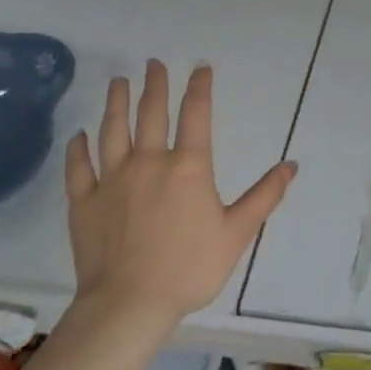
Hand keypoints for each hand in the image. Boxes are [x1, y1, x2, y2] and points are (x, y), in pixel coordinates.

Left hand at [62, 60, 295, 330]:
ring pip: (112, 130)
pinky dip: (78, 149)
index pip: (195, 113)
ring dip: (116, 103)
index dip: (199, 86)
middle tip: (153, 63)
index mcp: (188, 166)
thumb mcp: (237, 232)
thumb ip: (264, 196)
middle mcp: (149, 161)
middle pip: (151, 113)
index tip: (200, 66)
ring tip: (118, 82)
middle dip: (154, 84)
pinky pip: (78, 168)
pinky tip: (79, 136)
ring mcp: (112, 180)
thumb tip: (292, 166)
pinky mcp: (84, 202)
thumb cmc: (189, 268)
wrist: (128, 306)